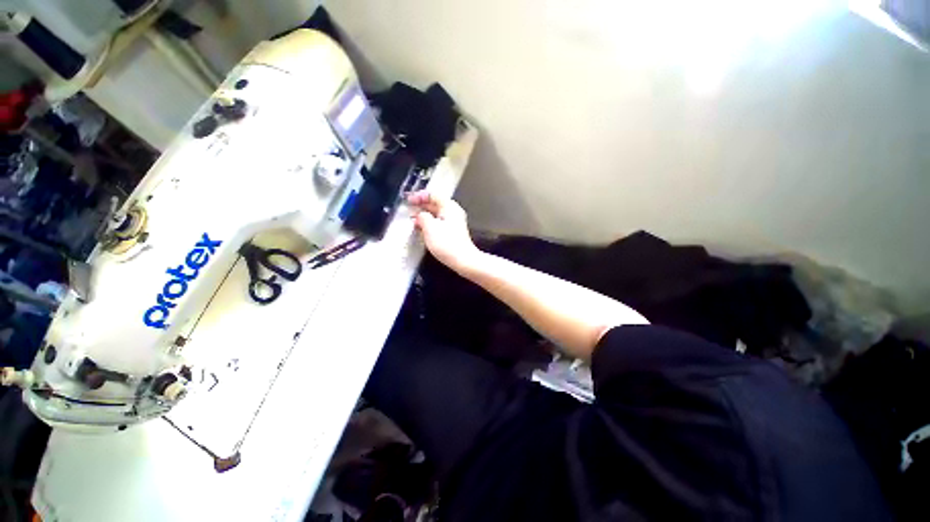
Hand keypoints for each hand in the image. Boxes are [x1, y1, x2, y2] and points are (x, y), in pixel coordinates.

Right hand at [408, 191, 481, 271]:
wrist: (463, 260)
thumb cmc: (447, 243)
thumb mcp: (430, 227)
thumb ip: (422, 217)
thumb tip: (420, 215)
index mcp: (449, 207)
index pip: (433, 195)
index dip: (419, 196)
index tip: (409, 200)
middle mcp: (453, 212)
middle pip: (435, 204)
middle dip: (421, 206)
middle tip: (408, 209)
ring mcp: (454, 223)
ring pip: (436, 214)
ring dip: (424, 216)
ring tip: (413, 220)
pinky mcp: (453, 233)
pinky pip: (439, 223)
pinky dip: (429, 224)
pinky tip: (422, 229)